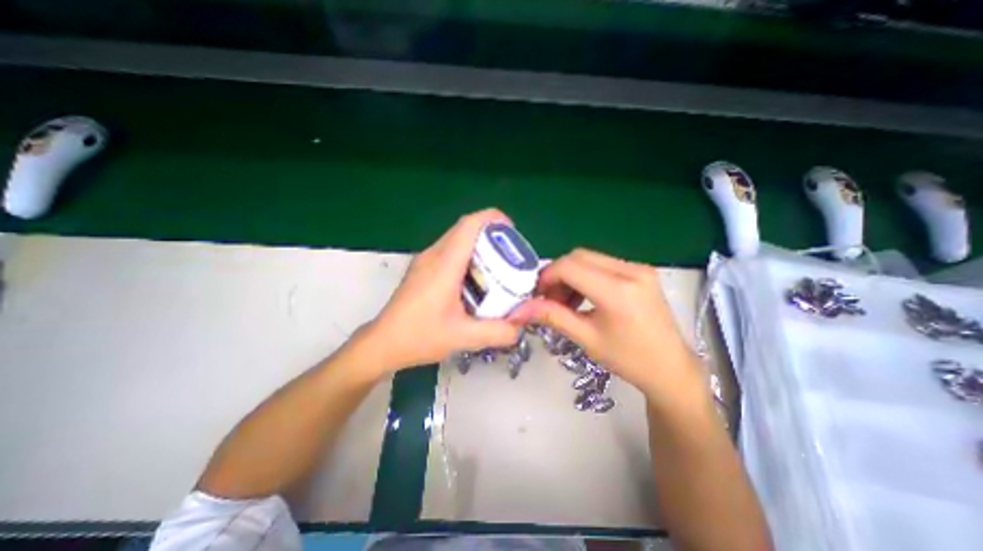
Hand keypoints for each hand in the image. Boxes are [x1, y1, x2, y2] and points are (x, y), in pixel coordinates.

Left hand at [361, 208, 526, 372]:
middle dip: (490, 233)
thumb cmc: (418, 336)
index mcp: (444, 265)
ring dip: (479, 243)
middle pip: (464, 228)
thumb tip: (520, 326)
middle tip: (510, 252)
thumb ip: (497, 332)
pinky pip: (449, 250)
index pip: (468, 225)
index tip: (511, 230)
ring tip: (497, 264)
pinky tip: (475, 278)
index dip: (492, 219)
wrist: (382, 343)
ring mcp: (425, 260)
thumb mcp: (463, 337)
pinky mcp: (422, 268)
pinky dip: (467, 254)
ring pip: (456, 238)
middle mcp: (433, 255)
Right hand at [506, 247, 705, 398]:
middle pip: (578, 256)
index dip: (547, 276)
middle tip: (550, 299)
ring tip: (567, 301)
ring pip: (590, 258)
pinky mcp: (641, 271)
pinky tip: (584, 297)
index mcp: (617, 291)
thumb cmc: (628, 359)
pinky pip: (603, 264)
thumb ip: (552, 316)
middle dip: (557, 274)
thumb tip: (519, 309)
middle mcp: (630, 270)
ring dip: (571, 275)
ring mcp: (638, 268)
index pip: (569, 266)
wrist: (671, 368)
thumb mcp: (586, 338)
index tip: (537, 295)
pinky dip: (586, 275)